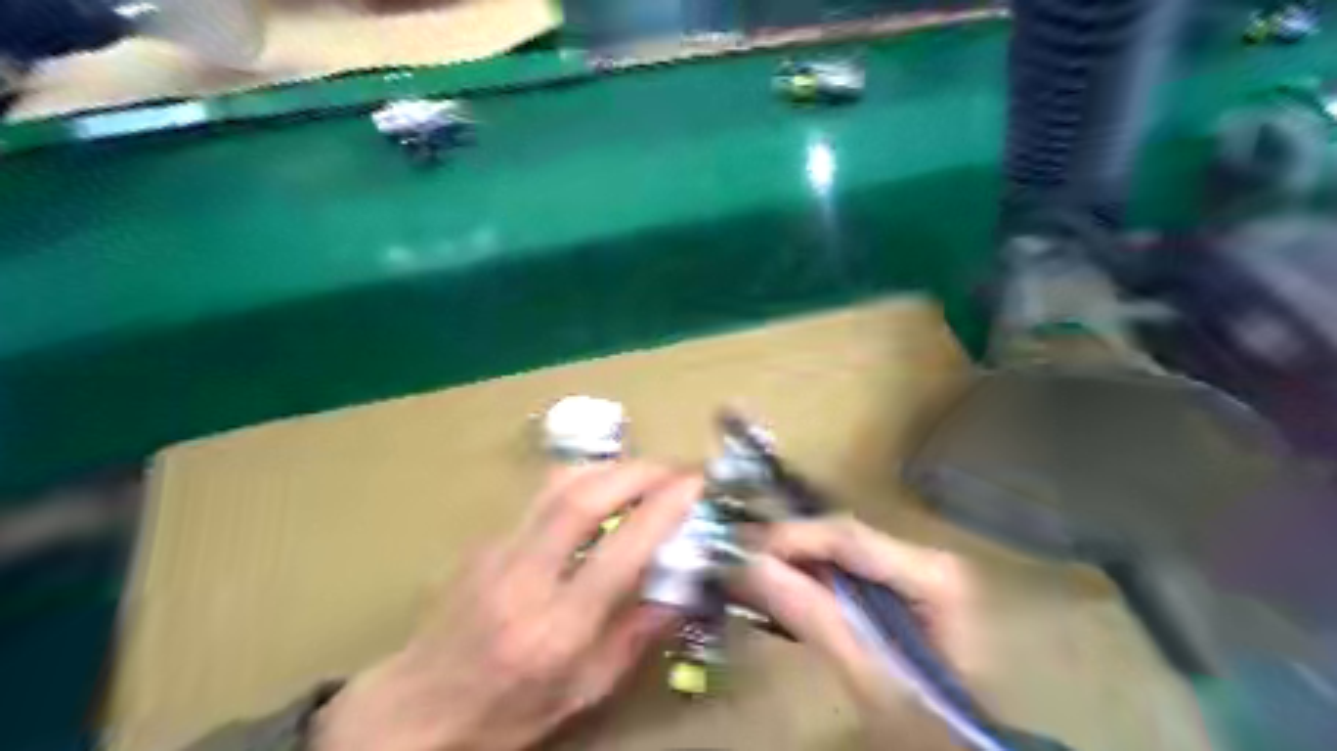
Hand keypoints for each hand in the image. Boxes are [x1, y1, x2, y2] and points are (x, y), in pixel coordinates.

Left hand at [317, 463, 703, 749]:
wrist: (415, 710)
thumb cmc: (506, 711)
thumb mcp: (583, 692)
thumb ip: (635, 636)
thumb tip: (680, 588)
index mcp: (557, 628)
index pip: (620, 551)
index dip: (664, 508)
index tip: (696, 485)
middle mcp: (525, 578)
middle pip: (583, 498)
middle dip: (638, 471)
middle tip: (674, 469)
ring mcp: (497, 551)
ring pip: (557, 483)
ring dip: (609, 466)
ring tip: (643, 472)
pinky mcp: (485, 539)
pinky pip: (542, 496)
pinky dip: (583, 482)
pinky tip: (601, 494)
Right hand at [736, 515, 978, 741]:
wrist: (958, 748)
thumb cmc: (930, 723)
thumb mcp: (870, 677)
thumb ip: (813, 617)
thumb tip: (750, 565)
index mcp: (933, 571)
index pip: (846, 536)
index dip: (787, 537)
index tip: (737, 546)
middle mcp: (924, 557)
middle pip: (840, 541)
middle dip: (785, 549)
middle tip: (732, 558)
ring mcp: (912, 572)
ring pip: (837, 555)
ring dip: (791, 565)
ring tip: (743, 572)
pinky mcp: (897, 591)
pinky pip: (843, 576)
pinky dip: (807, 585)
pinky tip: (776, 591)